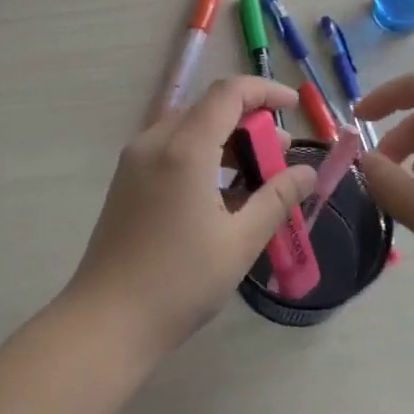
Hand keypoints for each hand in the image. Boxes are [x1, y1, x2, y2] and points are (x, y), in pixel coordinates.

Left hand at [61, 77, 317, 359]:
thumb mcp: (239, 242)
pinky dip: (203, 156)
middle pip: (208, 109)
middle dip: (250, 122)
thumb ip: (276, 199)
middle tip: (282, 156)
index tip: (295, 107)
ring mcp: (135, 161)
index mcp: (184, 148)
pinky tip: (223, 194)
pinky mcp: (127, 181)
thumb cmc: (179, 282)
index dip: (265, 91)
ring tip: (259, 177)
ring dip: (227, 141)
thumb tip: (307, 173)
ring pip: (189, 129)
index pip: (228, 93)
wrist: (106, 322)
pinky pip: (171, 150)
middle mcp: (154, 142)